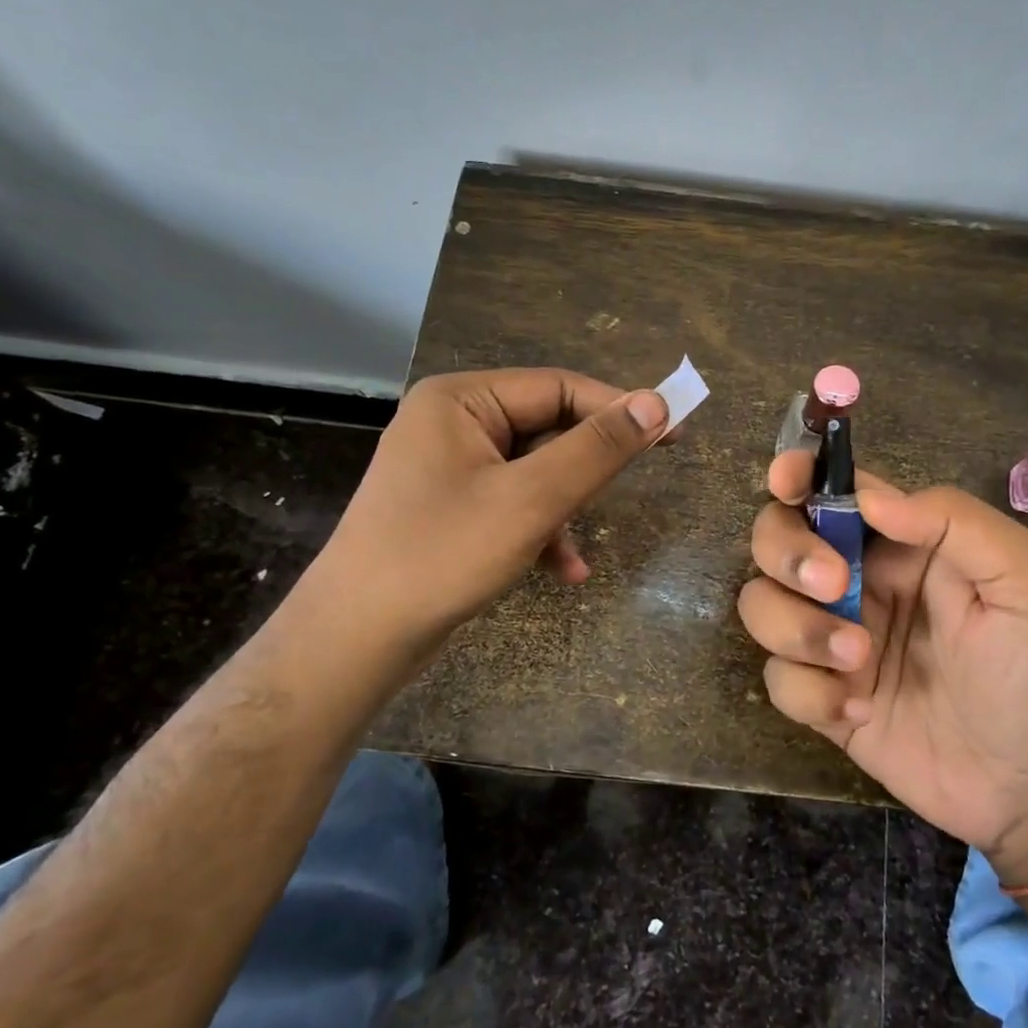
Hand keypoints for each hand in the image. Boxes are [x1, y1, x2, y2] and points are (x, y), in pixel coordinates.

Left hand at [277, 368, 669, 701]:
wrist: (355, 640)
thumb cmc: (441, 555)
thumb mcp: (531, 499)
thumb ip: (597, 448)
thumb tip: (656, 403)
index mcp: (462, 400)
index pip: (559, 388)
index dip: (619, 409)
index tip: (673, 433)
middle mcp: (453, 422)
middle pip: (547, 429)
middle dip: (584, 470)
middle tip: (632, 486)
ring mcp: (448, 467)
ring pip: (534, 472)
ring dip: (565, 509)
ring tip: (576, 553)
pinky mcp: (450, 507)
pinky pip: (513, 503)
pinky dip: (541, 531)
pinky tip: (562, 571)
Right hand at [738, 452, 1027, 884]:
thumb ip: (953, 521)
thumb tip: (868, 497)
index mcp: (904, 541)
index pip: (834, 490)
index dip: (798, 474)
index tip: (784, 482)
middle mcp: (860, 581)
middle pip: (777, 539)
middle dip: (789, 554)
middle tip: (833, 586)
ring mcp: (836, 639)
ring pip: (762, 605)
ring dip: (798, 628)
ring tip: (860, 661)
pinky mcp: (823, 698)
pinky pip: (778, 678)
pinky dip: (808, 692)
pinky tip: (860, 711)